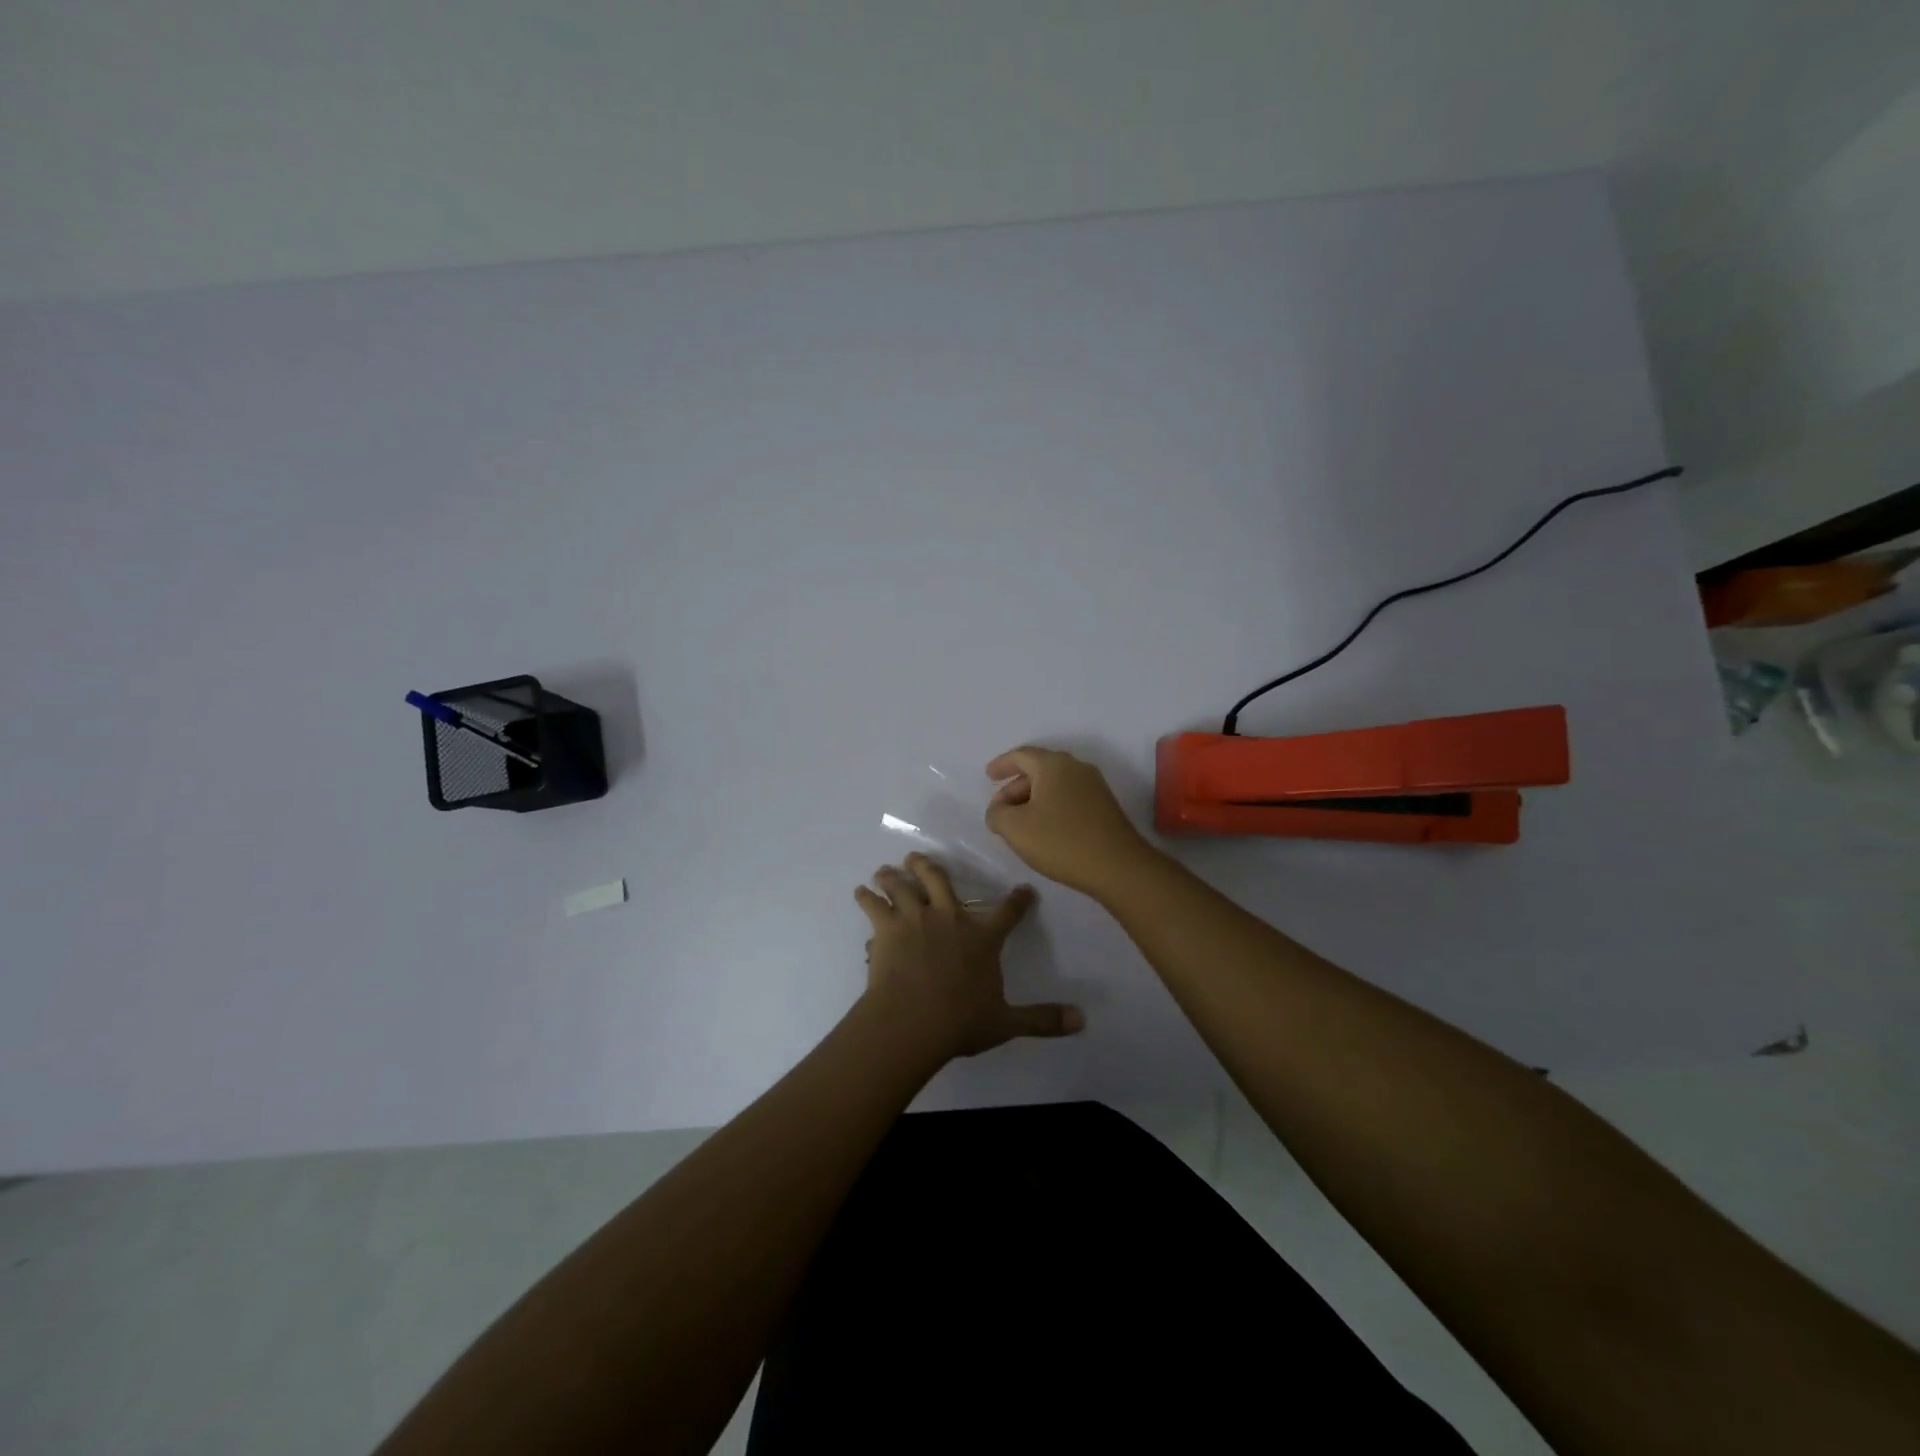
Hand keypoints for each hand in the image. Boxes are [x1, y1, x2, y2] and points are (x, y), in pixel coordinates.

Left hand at [855, 854, 1083, 1063]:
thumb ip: (1042, 1019)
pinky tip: (860, 892)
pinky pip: (874, 906)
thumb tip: (1082, 1020)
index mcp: (982, 937)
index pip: (1007, 913)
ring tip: (885, 869)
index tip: (1023, 891)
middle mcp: (950, 917)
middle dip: (929, 867)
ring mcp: (916, 919)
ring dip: (894, 876)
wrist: (913, 1021)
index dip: (1018, 901)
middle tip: (917, 857)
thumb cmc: (961, 1021)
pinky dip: (866, 897)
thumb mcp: (1007, 1022)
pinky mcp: (887, 928)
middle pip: (940, 880)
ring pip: (904, 886)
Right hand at [985, 746, 1159, 897]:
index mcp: (1053, 765)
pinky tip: (1044, 830)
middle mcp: (1076, 767)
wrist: (1118, 867)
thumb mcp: (1015, 828)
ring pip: (1055, 785)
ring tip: (1019, 823)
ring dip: (1033, 799)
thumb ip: (997, 814)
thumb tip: (998, 810)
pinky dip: (1051, 806)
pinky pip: (1069, 797)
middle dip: (1015, 787)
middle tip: (1000, 809)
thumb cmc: (1061, 841)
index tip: (988, 776)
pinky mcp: (1105, 806)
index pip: (1021, 755)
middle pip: (1038, 769)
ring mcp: (1094, 786)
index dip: (1002, 764)